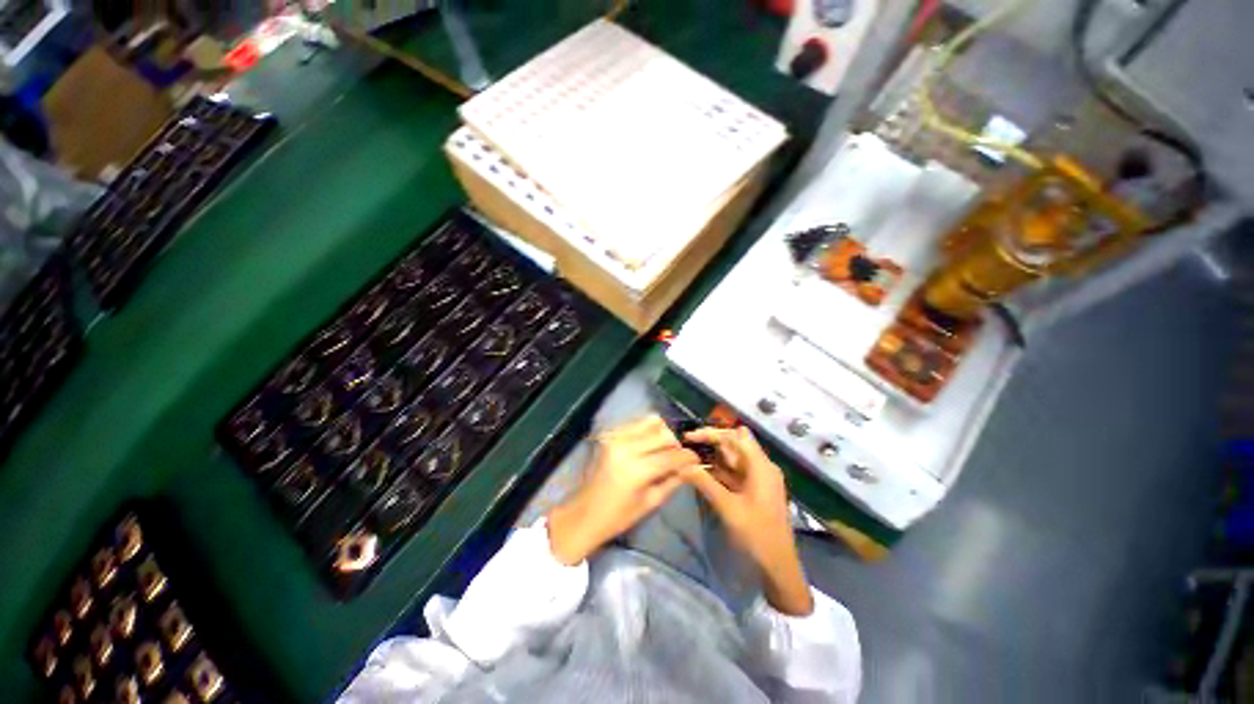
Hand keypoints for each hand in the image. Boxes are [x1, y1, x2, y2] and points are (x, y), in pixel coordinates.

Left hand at [548, 416, 699, 565]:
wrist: (583, 513)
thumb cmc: (617, 516)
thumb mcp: (650, 503)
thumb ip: (672, 481)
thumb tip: (690, 467)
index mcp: (637, 470)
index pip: (671, 455)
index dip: (688, 457)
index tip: (696, 459)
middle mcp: (626, 447)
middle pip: (662, 433)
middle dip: (675, 443)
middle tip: (678, 456)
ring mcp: (615, 438)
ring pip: (649, 422)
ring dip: (661, 433)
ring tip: (663, 448)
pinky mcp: (608, 435)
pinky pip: (634, 424)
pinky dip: (646, 431)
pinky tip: (647, 445)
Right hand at [682, 426, 813, 615]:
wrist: (779, 567)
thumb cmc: (756, 536)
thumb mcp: (727, 508)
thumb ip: (705, 483)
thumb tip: (683, 466)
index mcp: (761, 466)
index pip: (735, 436)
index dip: (711, 433)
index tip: (689, 437)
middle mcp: (762, 466)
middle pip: (735, 442)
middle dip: (712, 441)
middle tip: (689, 445)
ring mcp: (760, 478)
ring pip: (734, 457)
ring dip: (714, 455)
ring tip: (691, 456)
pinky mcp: (755, 489)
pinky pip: (735, 471)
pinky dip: (719, 469)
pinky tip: (703, 472)